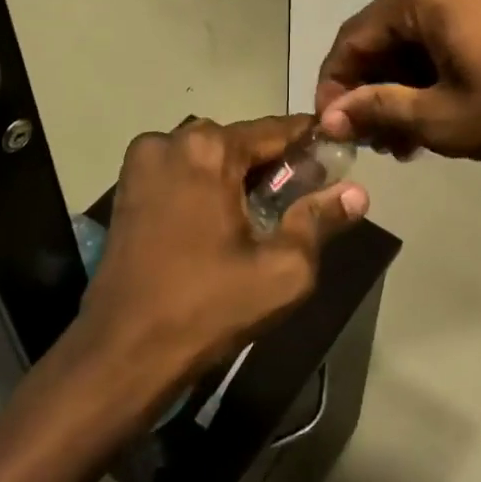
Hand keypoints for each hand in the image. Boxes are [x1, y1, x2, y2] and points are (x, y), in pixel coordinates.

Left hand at [75, 115, 368, 401]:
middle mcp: (171, 140)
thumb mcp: (282, 270)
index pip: (275, 130)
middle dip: (273, 165)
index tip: (337, 154)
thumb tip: (358, 192)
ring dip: (237, 176)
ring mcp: (142, 162)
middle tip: (302, 199)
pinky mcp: (127, 187)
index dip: (309, 142)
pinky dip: (206, 186)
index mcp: (208, 148)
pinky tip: (222, 221)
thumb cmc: (207, 307)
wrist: (122, 351)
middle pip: (240, 142)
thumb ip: (321, 222)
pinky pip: (182, 172)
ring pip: (209, 157)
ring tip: (264, 215)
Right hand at [315, 0, 480, 164]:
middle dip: (375, 89)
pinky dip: (439, 67)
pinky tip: (444, 107)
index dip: (335, 86)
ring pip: (421, 34)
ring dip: (407, 83)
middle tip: (377, 141)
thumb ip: (379, 110)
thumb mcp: (443, 118)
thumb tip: (330, 117)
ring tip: (411, 137)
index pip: (353, 38)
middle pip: (387, 34)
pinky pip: (453, 29)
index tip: (331, 129)